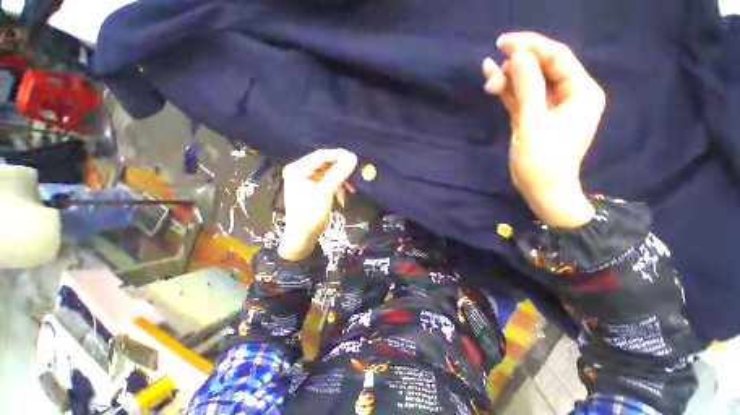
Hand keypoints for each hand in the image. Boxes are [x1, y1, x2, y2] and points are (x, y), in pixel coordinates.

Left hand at [278, 148, 357, 260]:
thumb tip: (352, 157)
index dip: (338, 155)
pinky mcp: (313, 189)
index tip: (354, 157)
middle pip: (324, 164)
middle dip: (340, 169)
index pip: (320, 156)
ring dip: (340, 180)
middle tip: (354, 171)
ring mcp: (306, 180)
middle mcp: (300, 171)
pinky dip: (336, 187)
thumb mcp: (325, 191)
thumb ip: (338, 173)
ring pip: (328, 173)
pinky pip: (328, 182)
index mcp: (297, 169)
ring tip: (350, 188)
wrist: (303, 236)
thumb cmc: (311, 213)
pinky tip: (342, 196)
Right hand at [482, 32, 604, 227]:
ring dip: (510, 79)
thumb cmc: (542, 161)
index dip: (531, 45)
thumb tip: (519, 56)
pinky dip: (509, 90)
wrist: (542, 189)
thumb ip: (528, 88)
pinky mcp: (537, 115)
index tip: (504, 42)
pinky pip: (523, 96)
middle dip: (517, 64)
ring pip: (530, 82)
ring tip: (489, 79)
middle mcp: (571, 93)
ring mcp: (552, 105)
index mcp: (581, 92)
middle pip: (543, 67)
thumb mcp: (532, 123)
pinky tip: (493, 81)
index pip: (557, 57)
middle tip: (493, 65)